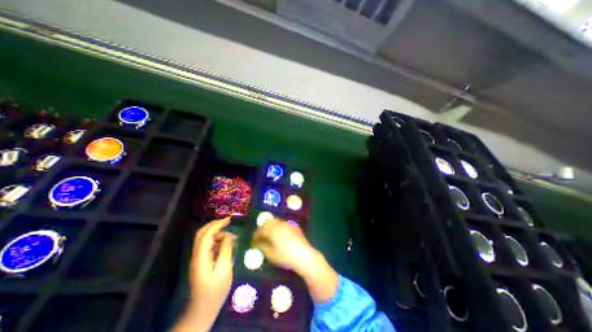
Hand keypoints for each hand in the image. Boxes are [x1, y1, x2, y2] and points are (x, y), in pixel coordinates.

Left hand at [174, 218, 233, 331]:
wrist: (203, 309)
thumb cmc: (215, 290)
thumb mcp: (224, 269)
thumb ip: (226, 250)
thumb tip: (229, 236)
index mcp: (201, 256)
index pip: (206, 235)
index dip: (217, 224)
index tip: (229, 219)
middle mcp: (197, 255)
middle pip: (202, 234)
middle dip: (215, 225)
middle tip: (228, 221)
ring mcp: (199, 258)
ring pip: (206, 239)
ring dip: (218, 234)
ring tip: (232, 237)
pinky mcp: (203, 262)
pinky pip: (209, 246)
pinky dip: (218, 241)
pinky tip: (228, 244)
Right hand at [249, 219, 337, 302]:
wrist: (304, 255)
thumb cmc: (286, 256)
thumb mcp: (271, 254)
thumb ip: (262, 246)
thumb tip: (257, 243)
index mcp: (273, 229)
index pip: (261, 230)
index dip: (255, 236)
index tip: (253, 242)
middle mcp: (280, 224)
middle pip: (268, 223)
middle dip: (263, 229)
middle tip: (260, 237)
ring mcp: (288, 224)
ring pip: (276, 222)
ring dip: (270, 227)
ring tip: (269, 235)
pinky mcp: (294, 226)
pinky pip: (283, 224)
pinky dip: (278, 227)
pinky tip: (279, 234)